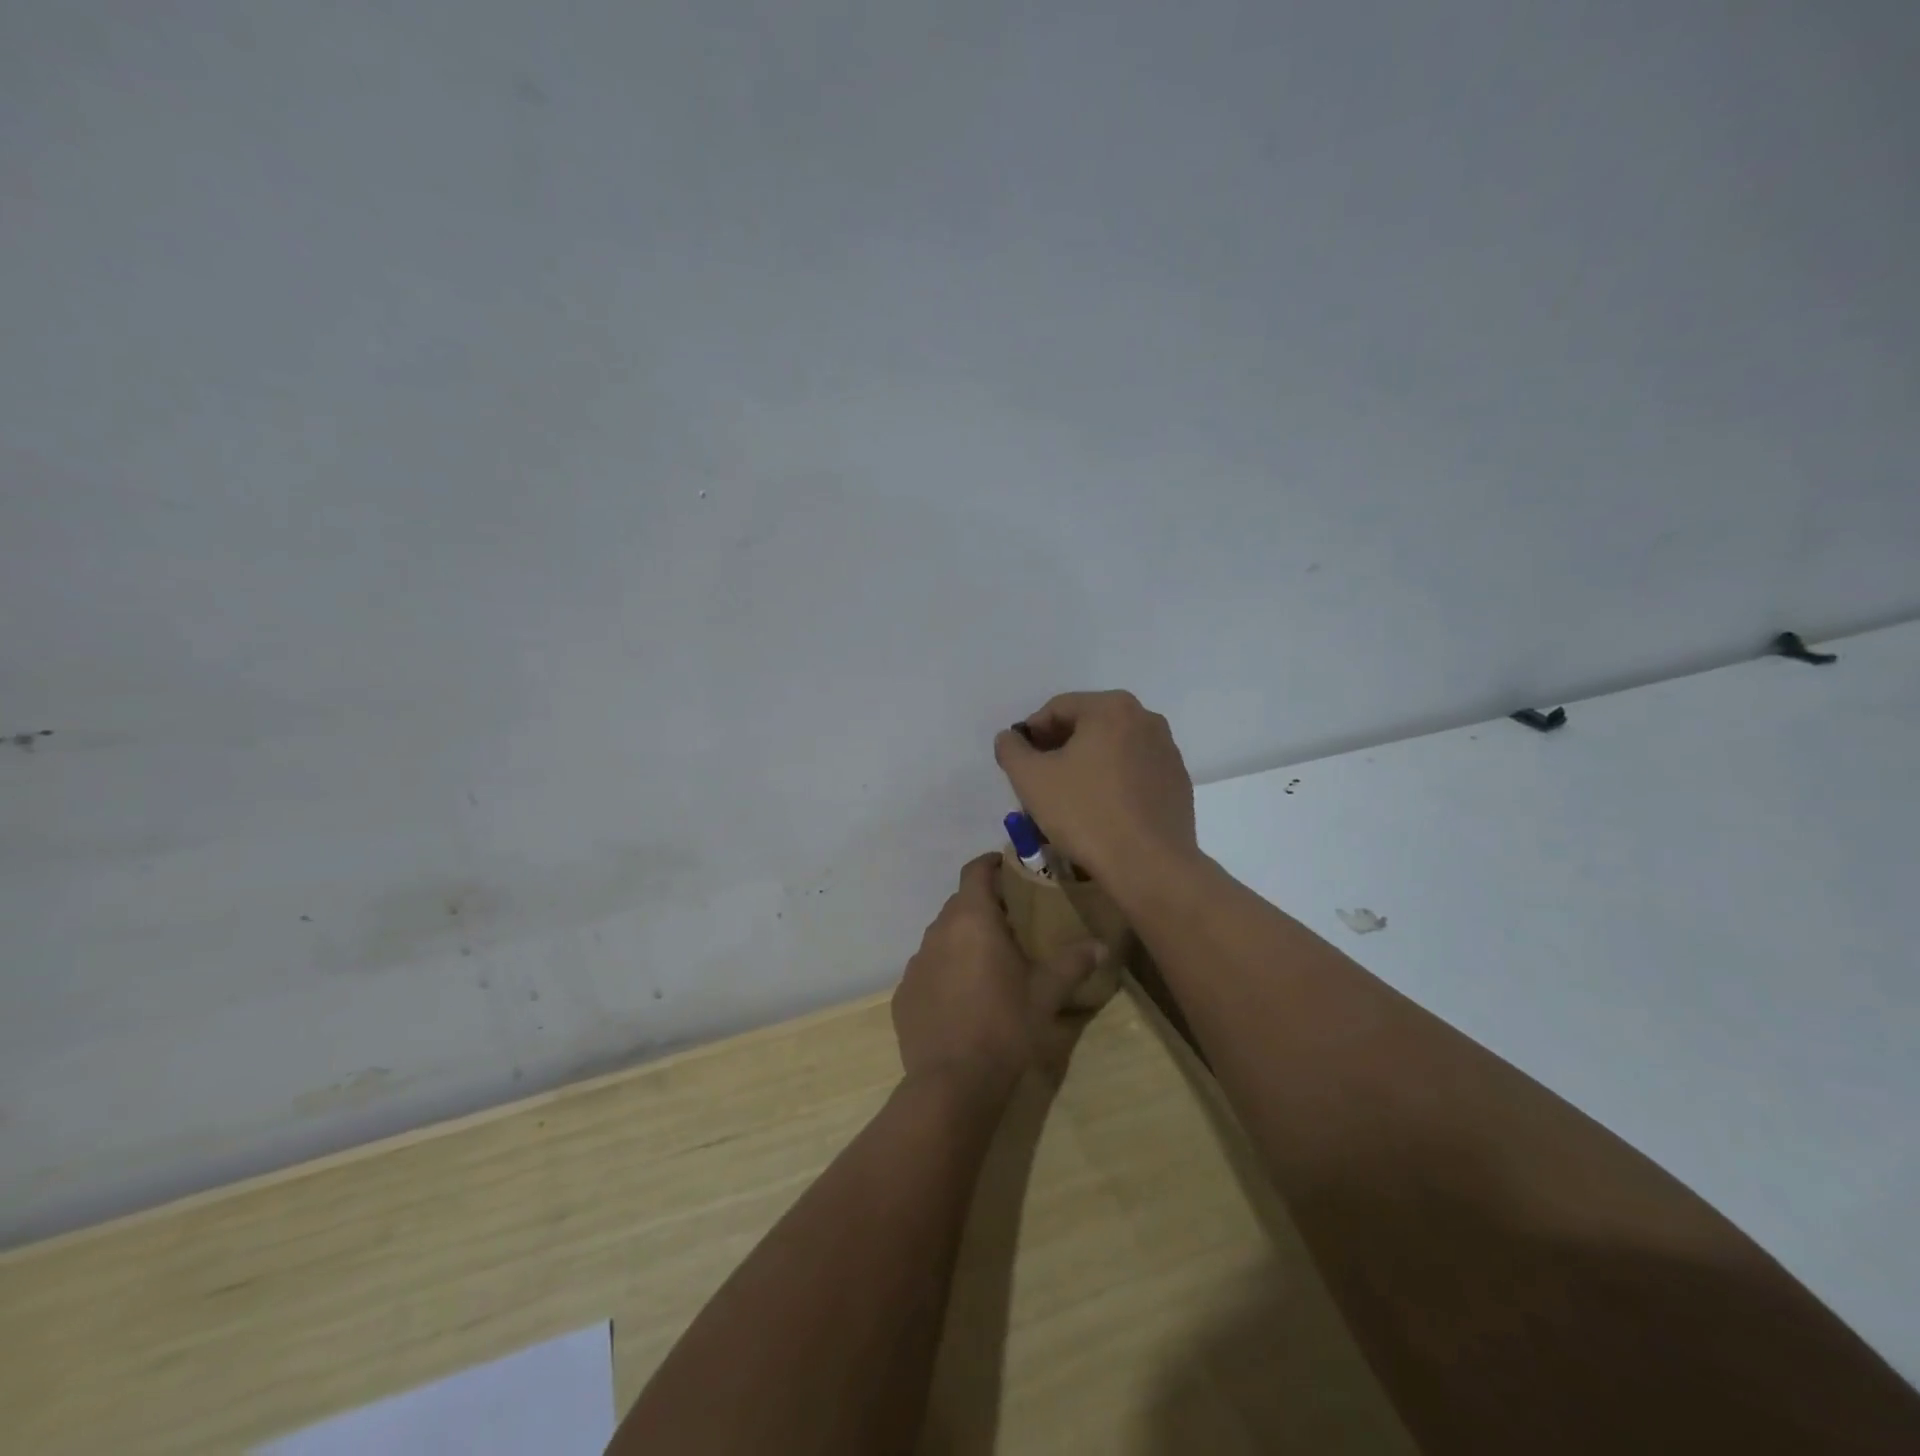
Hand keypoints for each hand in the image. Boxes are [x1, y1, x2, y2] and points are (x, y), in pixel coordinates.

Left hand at [892, 856, 1103, 1100]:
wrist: (953, 1082)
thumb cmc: (1005, 1026)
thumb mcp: (1047, 993)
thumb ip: (1073, 962)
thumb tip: (1101, 945)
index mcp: (972, 919)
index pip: (975, 871)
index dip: (991, 864)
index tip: (1010, 868)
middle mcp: (938, 931)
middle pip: (960, 904)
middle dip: (984, 907)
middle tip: (1013, 923)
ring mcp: (916, 963)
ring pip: (943, 937)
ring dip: (964, 940)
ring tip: (990, 963)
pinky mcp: (904, 993)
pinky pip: (928, 969)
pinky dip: (945, 972)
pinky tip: (963, 1000)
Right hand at [993, 691, 1199, 891]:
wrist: (1149, 865)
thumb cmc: (1085, 814)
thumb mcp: (1031, 779)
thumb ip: (1011, 749)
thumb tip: (1010, 738)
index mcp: (1112, 708)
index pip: (1058, 709)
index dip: (1031, 733)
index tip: (1019, 762)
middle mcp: (1146, 719)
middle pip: (1088, 726)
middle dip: (1059, 749)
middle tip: (1038, 780)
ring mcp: (1167, 751)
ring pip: (1112, 750)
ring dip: (1086, 765)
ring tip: (1067, 799)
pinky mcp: (1177, 783)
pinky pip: (1134, 772)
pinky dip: (1113, 782)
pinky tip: (1100, 812)